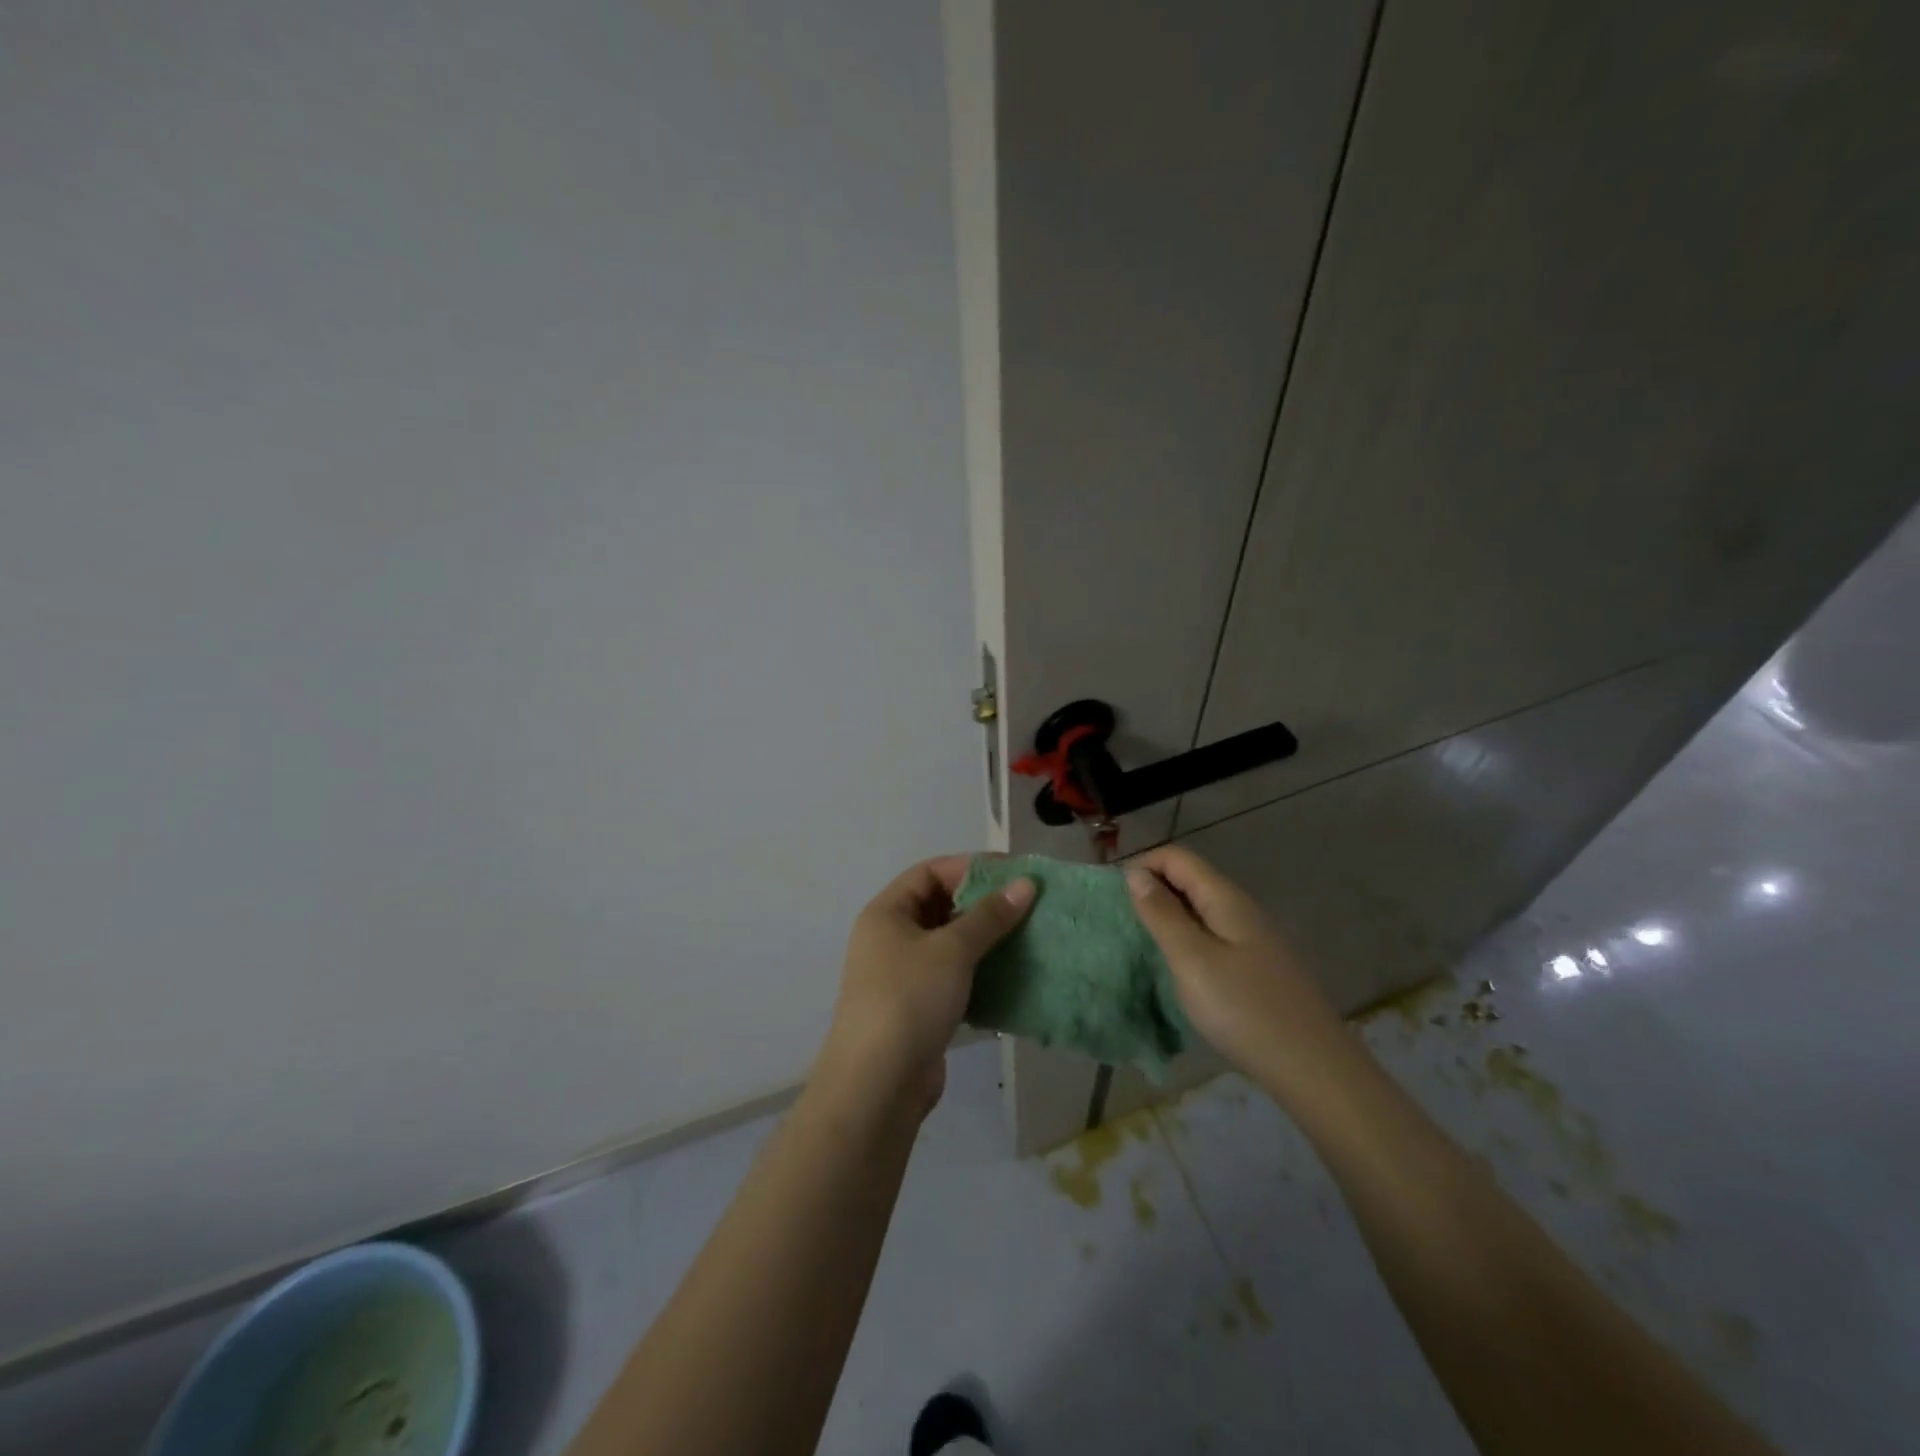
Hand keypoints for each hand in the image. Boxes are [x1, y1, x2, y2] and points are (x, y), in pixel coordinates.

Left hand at [815, 856, 1034, 1118]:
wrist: (878, 1085)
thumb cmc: (910, 999)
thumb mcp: (952, 950)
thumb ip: (989, 916)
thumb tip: (1025, 883)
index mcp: (887, 913)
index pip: (930, 872)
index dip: (970, 867)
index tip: (1013, 873)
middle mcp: (891, 938)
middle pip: (941, 906)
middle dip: (982, 904)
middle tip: (1027, 905)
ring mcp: (904, 975)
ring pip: (950, 944)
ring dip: (985, 940)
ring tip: (1028, 937)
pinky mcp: (919, 1008)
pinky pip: (954, 977)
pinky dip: (980, 972)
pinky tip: (1012, 975)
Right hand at [1125, 846, 1349, 1096]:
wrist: (1313, 1068)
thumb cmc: (1244, 1009)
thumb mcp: (1191, 960)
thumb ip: (1162, 914)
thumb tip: (1136, 874)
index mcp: (1225, 899)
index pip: (1177, 858)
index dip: (1143, 866)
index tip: (1114, 897)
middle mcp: (1242, 909)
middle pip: (1191, 879)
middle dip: (1153, 889)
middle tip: (1123, 923)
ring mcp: (1254, 939)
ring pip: (1202, 909)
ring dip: (1169, 916)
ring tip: (1144, 945)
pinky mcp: (1258, 966)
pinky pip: (1213, 935)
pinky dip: (1188, 939)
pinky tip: (1179, 968)